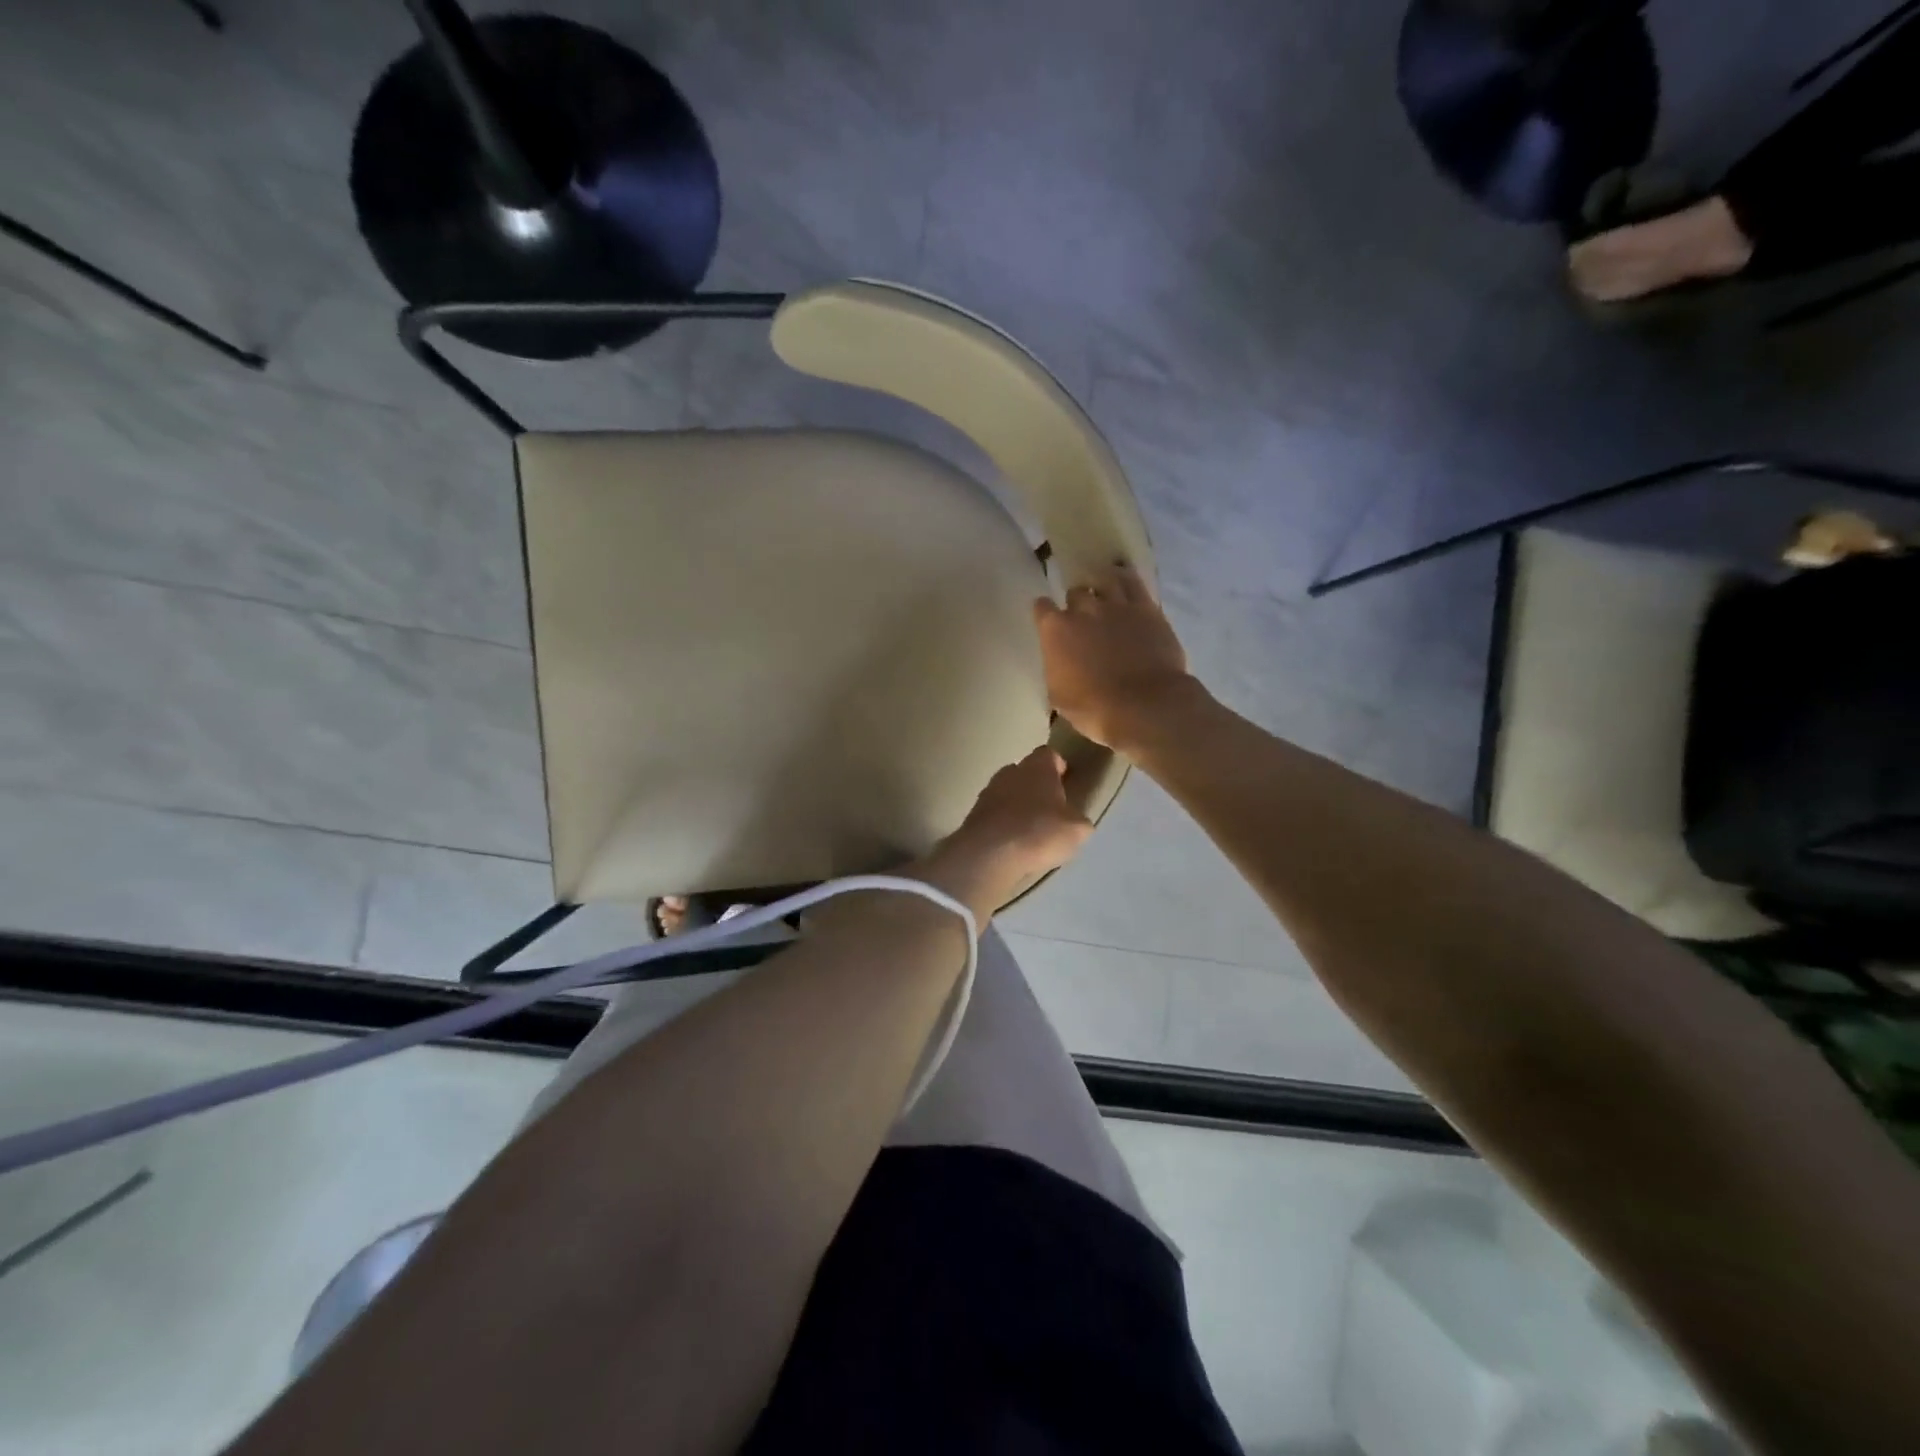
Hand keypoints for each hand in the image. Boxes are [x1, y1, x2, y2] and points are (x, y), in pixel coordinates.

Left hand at [917, 747, 1092, 914]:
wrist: (989, 854)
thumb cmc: (1039, 833)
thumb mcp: (1076, 830)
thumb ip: (1078, 819)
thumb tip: (1074, 820)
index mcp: (1038, 767)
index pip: (1049, 754)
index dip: (1058, 766)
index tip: (1066, 780)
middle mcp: (1010, 771)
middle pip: (1026, 771)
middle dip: (1036, 785)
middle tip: (1049, 807)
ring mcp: (988, 792)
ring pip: (1007, 792)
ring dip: (1017, 804)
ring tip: (1029, 828)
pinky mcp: (973, 814)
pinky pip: (993, 813)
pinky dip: (1002, 823)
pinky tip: (1011, 842)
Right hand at [1033, 567, 1195, 749]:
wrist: (1144, 706)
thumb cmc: (1094, 708)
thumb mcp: (1059, 695)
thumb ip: (1056, 668)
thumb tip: (1059, 661)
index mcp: (1056, 630)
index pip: (1042, 608)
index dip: (1045, 613)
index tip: (1048, 620)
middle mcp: (1083, 609)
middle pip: (1075, 592)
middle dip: (1077, 603)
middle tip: (1083, 617)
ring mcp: (1117, 605)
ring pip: (1104, 581)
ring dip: (1101, 587)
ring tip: (1104, 594)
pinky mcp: (1146, 608)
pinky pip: (1134, 582)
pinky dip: (1126, 579)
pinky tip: (1125, 580)